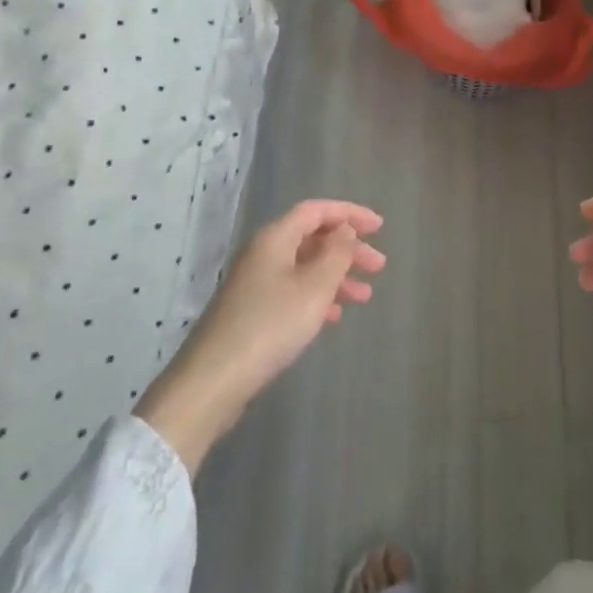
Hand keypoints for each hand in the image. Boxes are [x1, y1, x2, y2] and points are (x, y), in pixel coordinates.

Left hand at [137, 199, 384, 472]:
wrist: (213, 381)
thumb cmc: (270, 326)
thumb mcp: (314, 287)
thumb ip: (335, 254)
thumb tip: (344, 229)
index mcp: (275, 238)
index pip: (316, 211)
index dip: (349, 213)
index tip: (379, 227)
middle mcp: (263, 253)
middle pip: (312, 238)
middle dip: (347, 249)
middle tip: (379, 266)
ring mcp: (255, 283)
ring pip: (304, 267)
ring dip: (336, 276)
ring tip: (365, 296)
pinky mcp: (252, 311)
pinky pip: (293, 291)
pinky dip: (317, 297)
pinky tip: (334, 316)